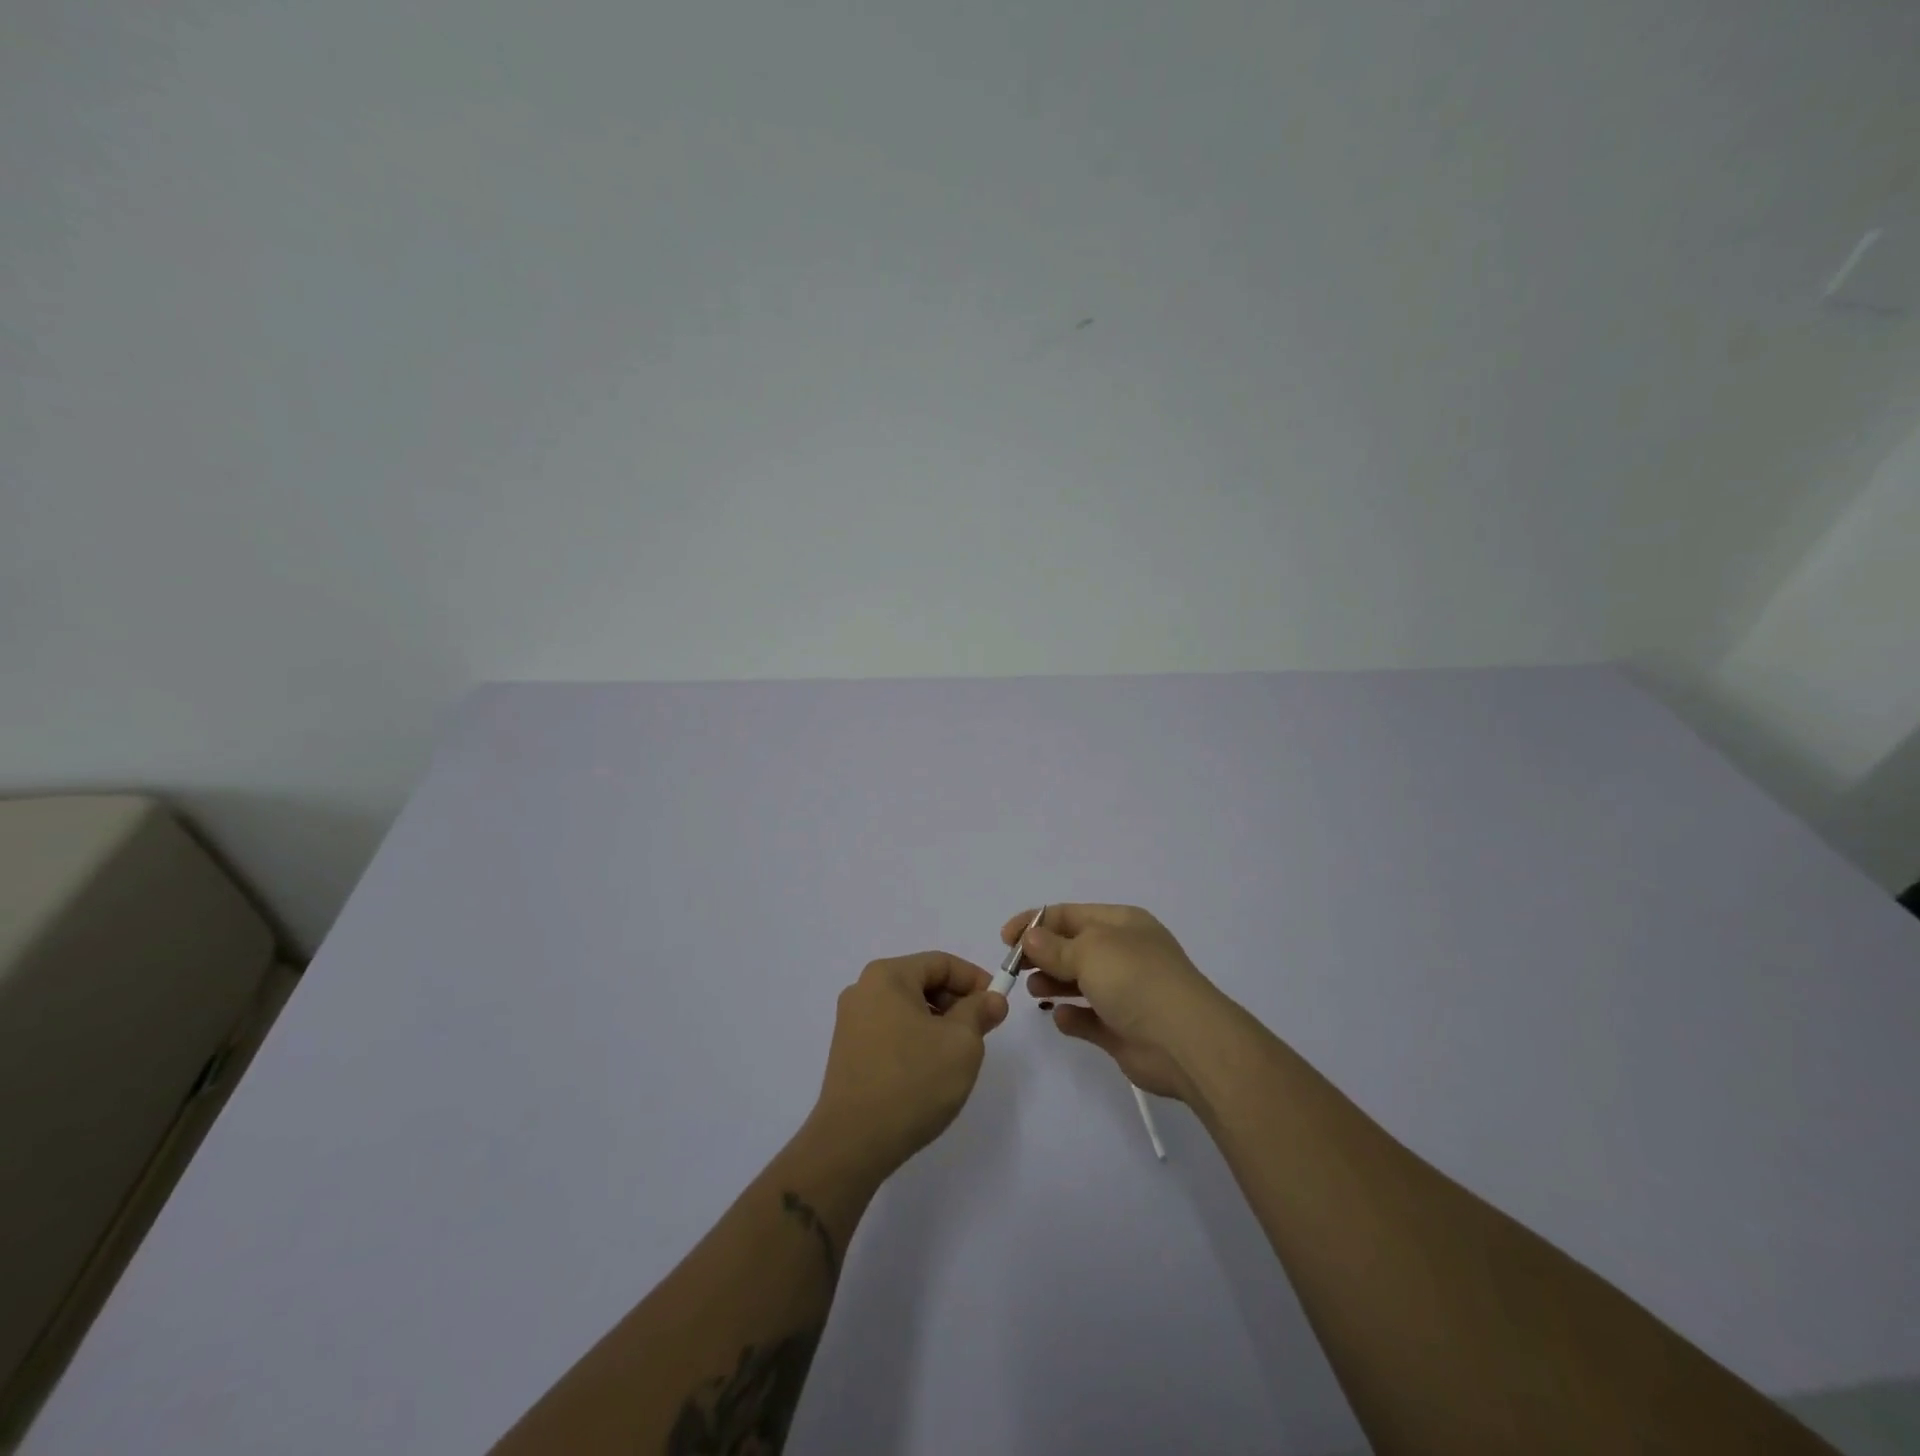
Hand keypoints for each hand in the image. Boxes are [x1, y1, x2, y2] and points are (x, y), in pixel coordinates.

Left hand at [808, 952, 1008, 1178]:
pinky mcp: (848, 1052)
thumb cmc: (912, 1081)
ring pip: (907, 1009)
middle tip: (982, 1031)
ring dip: (938, 1024)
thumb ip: (979, 1012)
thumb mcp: (961, 1043)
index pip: (941, 963)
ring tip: (957, 1055)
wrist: (853, 1143)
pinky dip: (916, 1040)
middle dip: (956, 1002)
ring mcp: (851, 1022)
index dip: (974, 979)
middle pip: (921, 982)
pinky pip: (891, 1031)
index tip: (997, 1004)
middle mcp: (863, 990)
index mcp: (887, 976)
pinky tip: (929, 1071)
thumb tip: (991, 999)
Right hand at [1001, 904, 1234, 1103]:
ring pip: (1079, 982)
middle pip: (1072, 947)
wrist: (1185, 1041)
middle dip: (1042, 954)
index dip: (1035, 922)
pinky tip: (1061, 1018)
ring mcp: (1125, 992)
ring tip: (1034, 989)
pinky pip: (1089, 1019)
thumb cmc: (1135, 980)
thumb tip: (1030, 937)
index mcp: (1121, 924)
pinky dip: (1072, 1017)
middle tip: (1014, 967)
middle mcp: (1124, 953)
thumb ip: (1054, 946)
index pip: (1069, 914)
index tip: (1005, 939)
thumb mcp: (1090, 950)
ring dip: (1053, 983)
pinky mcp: (1122, 1029)